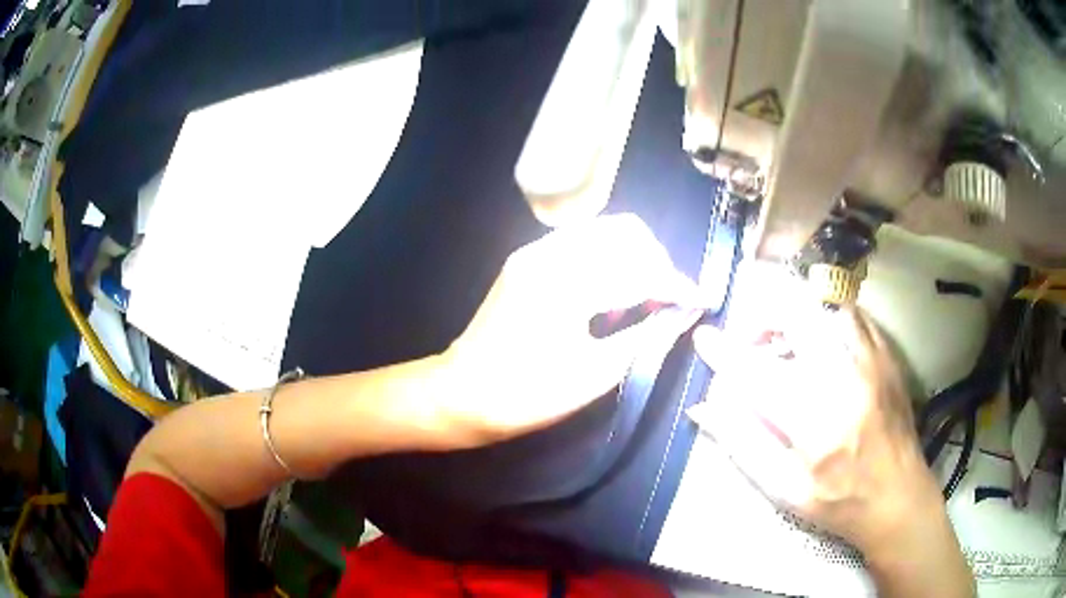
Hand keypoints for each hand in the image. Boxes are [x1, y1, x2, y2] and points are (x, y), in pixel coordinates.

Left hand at [437, 213, 697, 444]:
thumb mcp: (596, 374)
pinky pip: (582, 244)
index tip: (700, 301)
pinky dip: (608, 260)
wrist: (461, 395)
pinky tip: (611, 294)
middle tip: (668, 300)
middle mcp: (551, 252)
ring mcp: (535, 251)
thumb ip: (649, 337)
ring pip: (604, 232)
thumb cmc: (528, 395)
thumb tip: (687, 312)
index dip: (677, 283)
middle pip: (625, 231)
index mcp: (567, 282)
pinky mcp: (526, 260)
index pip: (640, 266)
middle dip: (657, 261)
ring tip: (645, 298)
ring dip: (634, 257)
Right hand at [689, 263, 953, 559]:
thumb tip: (702, 408)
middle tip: (752, 342)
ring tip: (786, 341)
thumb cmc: (838, 502)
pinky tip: (821, 342)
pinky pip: (852, 313)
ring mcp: (871, 360)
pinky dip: (826, 317)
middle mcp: (845, 379)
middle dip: (763, 317)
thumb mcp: (784, 490)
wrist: (898, 496)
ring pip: (825, 305)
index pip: (757, 372)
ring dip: (795, 315)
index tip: (703, 338)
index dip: (724, 352)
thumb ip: (742, 444)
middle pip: (797, 315)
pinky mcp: (886, 354)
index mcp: (815, 422)